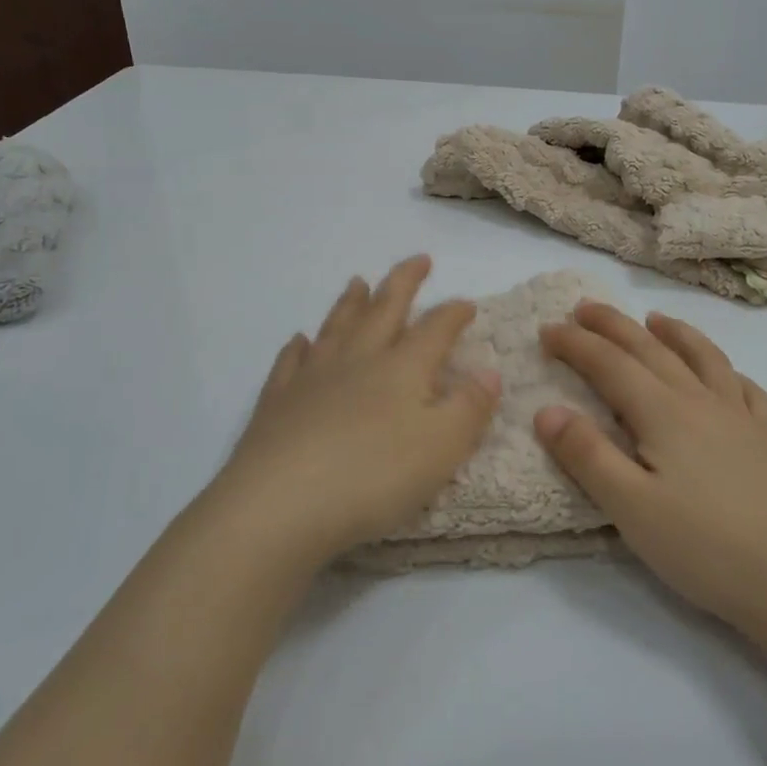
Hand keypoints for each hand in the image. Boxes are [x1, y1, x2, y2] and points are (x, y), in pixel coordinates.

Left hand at [202, 256, 502, 573]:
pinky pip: (291, 362)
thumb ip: (470, 407)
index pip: (435, 328)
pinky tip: (300, 340)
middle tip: (418, 259)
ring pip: (337, 327)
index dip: (454, 313)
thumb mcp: (442, 447)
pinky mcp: (277, 402)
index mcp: (403, 368)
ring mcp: (313, 377)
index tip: (467, 304)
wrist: (280, 505)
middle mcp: (358, 360)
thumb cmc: (373, 477)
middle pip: (384, 309)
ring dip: (351, 302)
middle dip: (404, 282)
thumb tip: (489, 371)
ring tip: (358, 281)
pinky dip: (299, 347)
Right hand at [536, 303, 766, 634]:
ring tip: (655, 318)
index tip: (546, 329)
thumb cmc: (701, 546)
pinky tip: (723, 375)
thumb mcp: (629, 507)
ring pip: (703, 357)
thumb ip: (587, 454)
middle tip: (584, 307)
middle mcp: (700, 401)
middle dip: (613, 325)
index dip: (576, 344)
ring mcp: (738, 418)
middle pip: (651, 349)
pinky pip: (746, 389)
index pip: (610, 364)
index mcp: (663, 412)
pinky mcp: (763, 441)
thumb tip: (547, 409)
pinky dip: (727, 370)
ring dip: (674, 332)